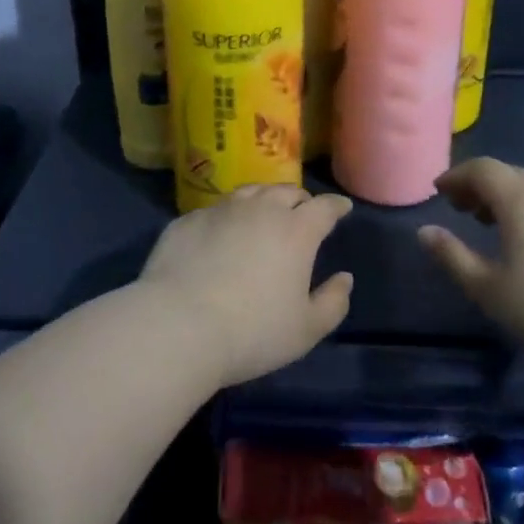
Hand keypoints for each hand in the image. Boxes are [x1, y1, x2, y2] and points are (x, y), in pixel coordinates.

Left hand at [139, 185, 354, 387]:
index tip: (342, 208)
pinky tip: (221, 234)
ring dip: (263, 200)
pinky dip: (226, 218)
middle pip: (286, 192)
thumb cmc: (253, 332)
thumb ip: (333, 302)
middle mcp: (260, 209)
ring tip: (263, 212)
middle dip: (300, 200)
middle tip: (302, 212)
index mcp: (296, 231)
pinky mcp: (187, 221)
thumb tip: (344, 279)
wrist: (178, 326)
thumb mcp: (306, 330)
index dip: (336, 206)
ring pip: (249, 192)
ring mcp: (220, 210)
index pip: (324, 207)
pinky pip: (214, 211)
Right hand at [417, 158, 523, 374]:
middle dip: (480, 186)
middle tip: (461, 208)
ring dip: (507, 198)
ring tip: (490, 223)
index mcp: (520, 198)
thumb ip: (453, 257)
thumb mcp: (490, 289)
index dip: (456, 176)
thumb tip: (425, 232)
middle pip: (509, 174)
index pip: (482, 169)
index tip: (439, 191)